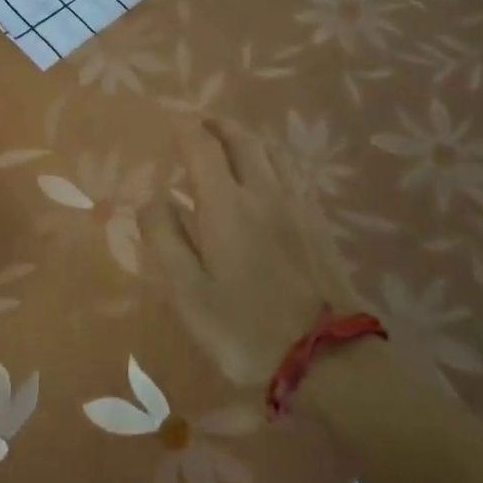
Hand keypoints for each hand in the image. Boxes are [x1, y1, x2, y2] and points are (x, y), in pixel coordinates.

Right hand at [141, 118, 363, 388]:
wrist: (330, 359)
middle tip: (202, 123)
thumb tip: (152, 196)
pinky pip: (295, 170)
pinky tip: (273, 172)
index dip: (187, 130)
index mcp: (225, 204)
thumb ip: (164, 238)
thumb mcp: (188, 293)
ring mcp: (297, 204)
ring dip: (248, 136)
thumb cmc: (246, 329)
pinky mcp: (319, 221)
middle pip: (242, 139)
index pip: (203, 147)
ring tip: (234, 140)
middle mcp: (263, 191)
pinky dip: (275, 156)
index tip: (174, 124)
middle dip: (219, 124)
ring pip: (273, 150)